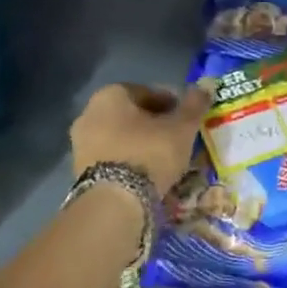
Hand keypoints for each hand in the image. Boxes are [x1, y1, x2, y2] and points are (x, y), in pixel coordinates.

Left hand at [71, 81, 213, 195]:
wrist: (114, 202)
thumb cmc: (149, 153)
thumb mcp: (182, 127)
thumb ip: (194, 104)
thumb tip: (206, 85)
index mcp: (110, 95)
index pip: (147, 91)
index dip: (172, 103)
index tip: (187, 118)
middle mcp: (89, 114)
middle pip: (132, 114)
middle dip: (155, 124)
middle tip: (178, 138)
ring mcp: (81, 144)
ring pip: (121, 137)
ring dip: (142, 143)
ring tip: (165, 158)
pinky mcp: (80, 171)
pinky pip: (112, 158)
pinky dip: (129, 161)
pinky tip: (147, 174)